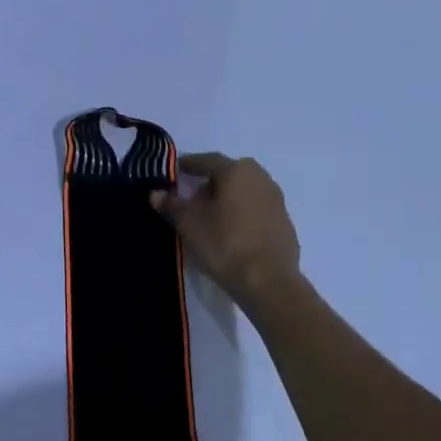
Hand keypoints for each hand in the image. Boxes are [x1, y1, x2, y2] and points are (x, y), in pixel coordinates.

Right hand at [151, 153, 301, 312]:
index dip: (189, 165)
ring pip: (245, 191)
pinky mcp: (284, 221)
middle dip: (210, 182)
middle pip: (229, 173)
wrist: (268, 280)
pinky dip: (242, 213)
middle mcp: (260, 177)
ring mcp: (276, 199)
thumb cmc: (224, 244)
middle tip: (193, 198)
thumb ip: (172, 205)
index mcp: (236, 171)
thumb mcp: (189, 224)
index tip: (176, 171)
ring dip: (228, 198)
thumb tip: (156, 193)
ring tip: (212, 217)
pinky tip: (233, 232)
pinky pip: (257, 209)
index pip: (207, 160)